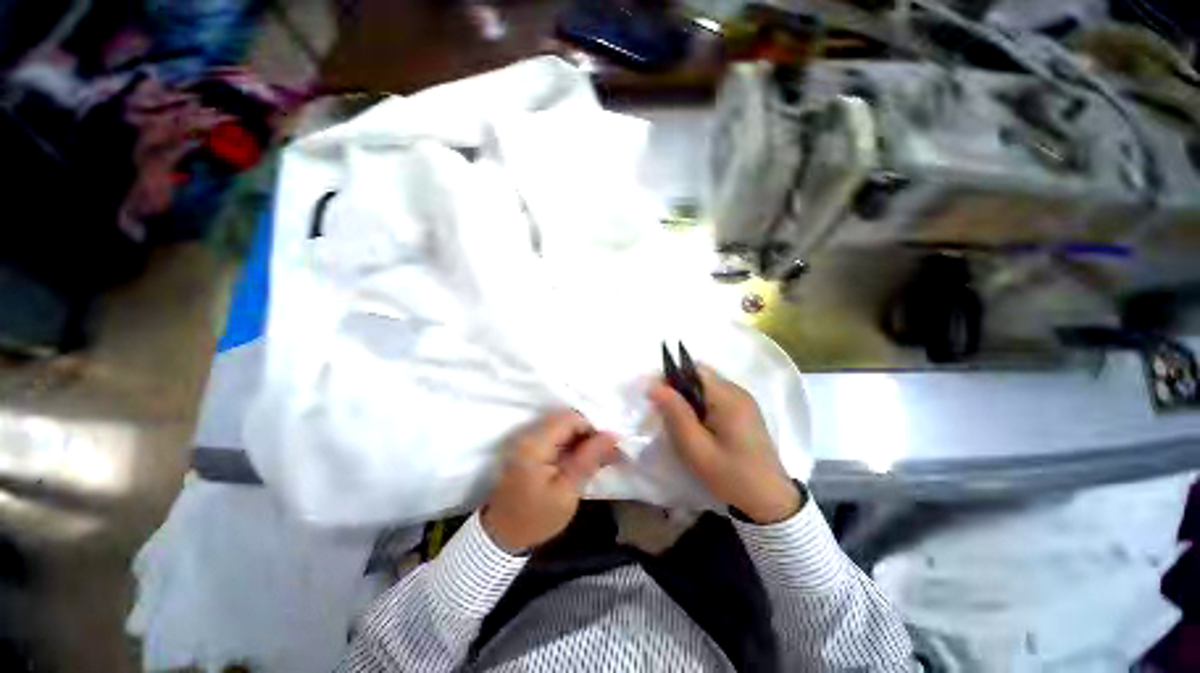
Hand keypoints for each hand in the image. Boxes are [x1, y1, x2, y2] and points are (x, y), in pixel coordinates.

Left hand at [482, 410, 619, 552]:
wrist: (502, 536)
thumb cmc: (536, 518)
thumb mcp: (567, 492)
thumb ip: (589, 459)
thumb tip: (613, 436)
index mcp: (536, 443)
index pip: (571, 418)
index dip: (592, 428)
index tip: (607, 448)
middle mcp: (529, 434)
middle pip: (566, 419)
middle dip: (588, 433)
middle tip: (604, 454)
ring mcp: (527, 439)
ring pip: (562, 426)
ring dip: (580, 439)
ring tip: (595, 459)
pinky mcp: (529, 447)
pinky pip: (555, 435)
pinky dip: (570, 443)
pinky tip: (579, 460)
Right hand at [650, 366, 801, 524]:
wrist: (770, 501)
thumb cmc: (730, 475)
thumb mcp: (696, 448)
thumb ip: (675, 414)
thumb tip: (654, 385)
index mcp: (728, 397)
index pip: (694, 369)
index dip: (672, 378)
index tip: (659, 399)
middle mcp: (738, 391)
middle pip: (700, 376)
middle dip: (680, 390)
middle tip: (669, 416)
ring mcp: (744, 400)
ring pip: (707, 386)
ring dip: (691, 398)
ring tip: (684, 424)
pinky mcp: (745, 410)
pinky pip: (717, 396)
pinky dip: (702, 405)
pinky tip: (701, 427)